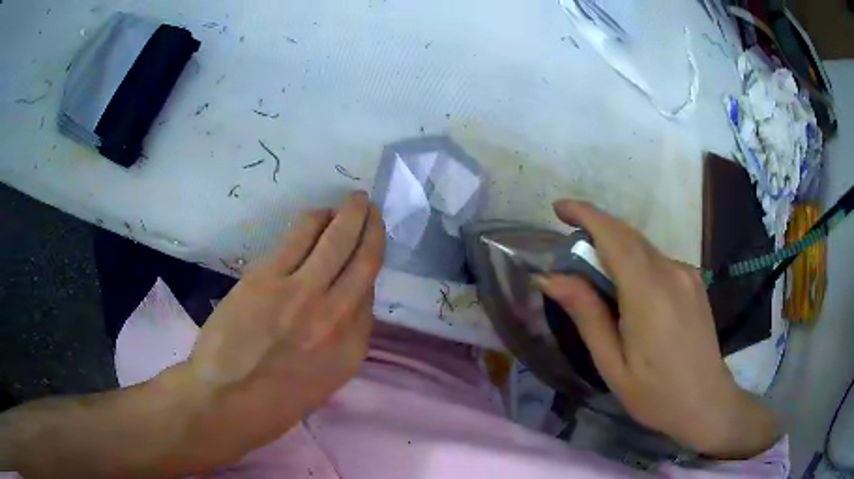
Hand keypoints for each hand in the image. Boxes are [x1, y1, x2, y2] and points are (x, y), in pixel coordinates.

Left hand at [176, 191, 384, 466]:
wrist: (226, 401)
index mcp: (352, 347)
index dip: (367, 264)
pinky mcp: (267, 277)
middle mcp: (336, 316)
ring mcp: (302, 293)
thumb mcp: (326, 379)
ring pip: (336, 239)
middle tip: (371, 208)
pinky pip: (300, 236)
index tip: (366, 249)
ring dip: (349, 214)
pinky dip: (315, 219)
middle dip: (371, 227)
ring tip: (353, 201)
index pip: (369, 292)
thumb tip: (344, 297)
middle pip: (364, 259)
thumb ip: (342, 337)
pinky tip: (318, 214)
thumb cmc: (275, 401)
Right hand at [537, 200, 777, 458]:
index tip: (559, 208)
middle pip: (629, 236)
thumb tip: (551, 277)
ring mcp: (687, 274)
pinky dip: (635, 261)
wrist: (707, 402)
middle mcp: (672, 272)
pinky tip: (628, 289)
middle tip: (569, 244)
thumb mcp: (612, 364)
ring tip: (595, 273)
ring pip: (644, 247)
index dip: (586, 215)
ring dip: (615, 247)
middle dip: (596, 228)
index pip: (615, 238)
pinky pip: (658, 259)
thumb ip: (587, 315)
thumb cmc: (655, 394)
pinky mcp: (695, 280)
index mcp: (649, 294)